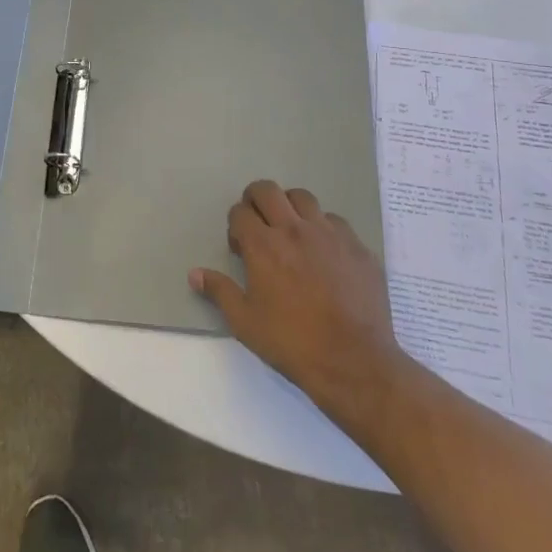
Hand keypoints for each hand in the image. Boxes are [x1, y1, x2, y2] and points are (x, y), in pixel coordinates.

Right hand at [191, 181, 414, 430]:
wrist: (353, 361)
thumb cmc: (292, 343)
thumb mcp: (245, 322)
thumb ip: (219, 291)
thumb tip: (195, 274)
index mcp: (263, 246)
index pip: (240, 212)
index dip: (235, 225)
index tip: (240, 247)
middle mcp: (294, 229)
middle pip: (268, 190)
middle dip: (256, 199)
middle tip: (258, 223)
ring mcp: (329, 234)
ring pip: (303, 197)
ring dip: (290, 207)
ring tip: (291, 232)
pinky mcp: (356, 246)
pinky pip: (334, 221)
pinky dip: (322, 227)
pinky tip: (324, 252)